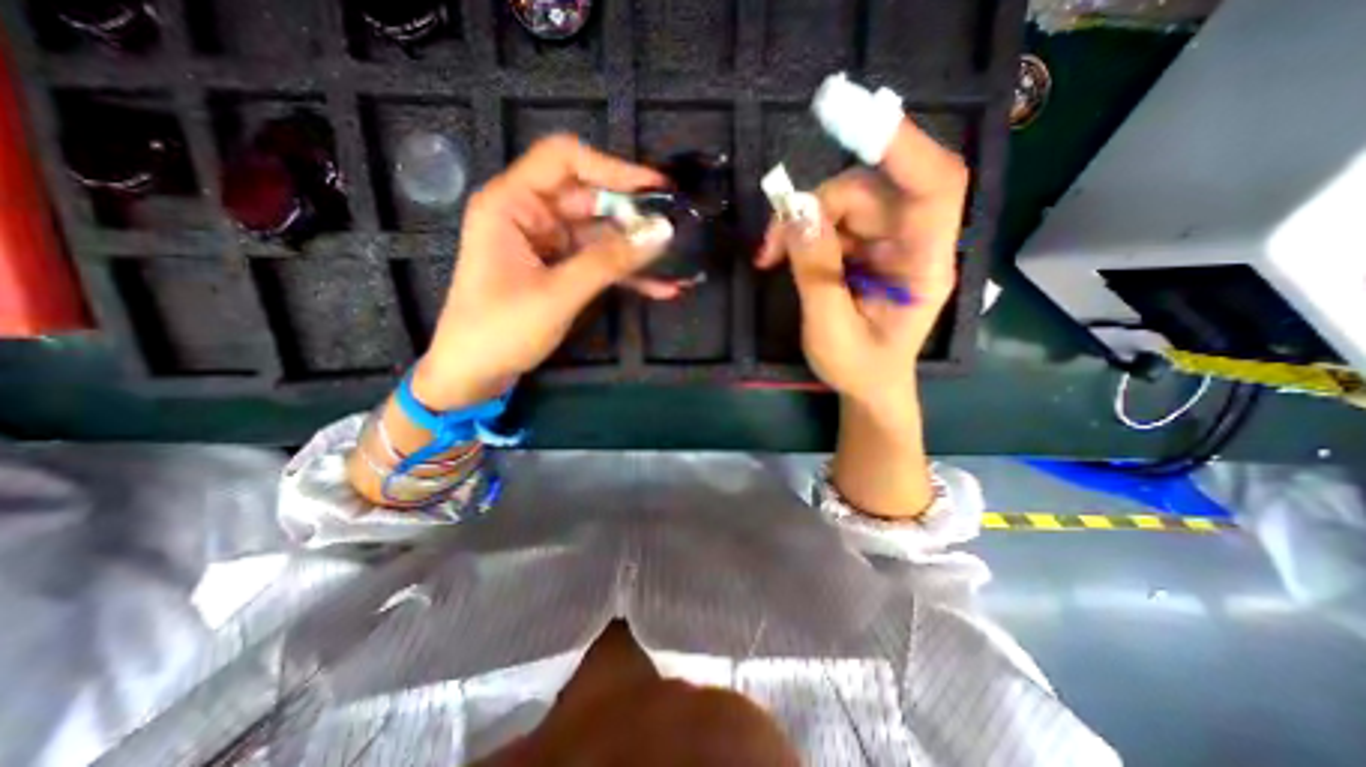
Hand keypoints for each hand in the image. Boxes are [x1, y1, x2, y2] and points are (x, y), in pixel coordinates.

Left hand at [412, 136, 672, 410]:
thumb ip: (609, 262)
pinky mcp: (560, 271)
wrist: (474, 374)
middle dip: (634, 217)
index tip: (656, 187)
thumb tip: (661, 233)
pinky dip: (626, 275)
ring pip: (601, 236)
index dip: (613, 167)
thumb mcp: (557, 294)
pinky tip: (660, 287)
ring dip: (637, 252)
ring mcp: (548, 245)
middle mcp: (531, 216)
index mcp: (512, 204)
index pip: (565, 159)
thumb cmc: (500, 330)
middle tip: (676, 232)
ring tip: (677, 262)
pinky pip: (599, 263)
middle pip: (591, 200)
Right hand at [759, 120, 969, 408]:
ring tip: (771, 256)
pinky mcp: (868, 247)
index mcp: (925, 266)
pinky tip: (783, 255)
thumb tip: (796, 212)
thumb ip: (815, 271)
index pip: (934, 186)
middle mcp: (914, 242)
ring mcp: (890, 242)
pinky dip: (804, 232)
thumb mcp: (830, 328)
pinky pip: (835, 220)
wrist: (869, 386)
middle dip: (817, 206)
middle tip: (772, 242)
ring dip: (803, 221)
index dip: (902, 146)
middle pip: (872, 190)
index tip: (852, 121)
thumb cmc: (859, 367)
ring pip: (847, 201)